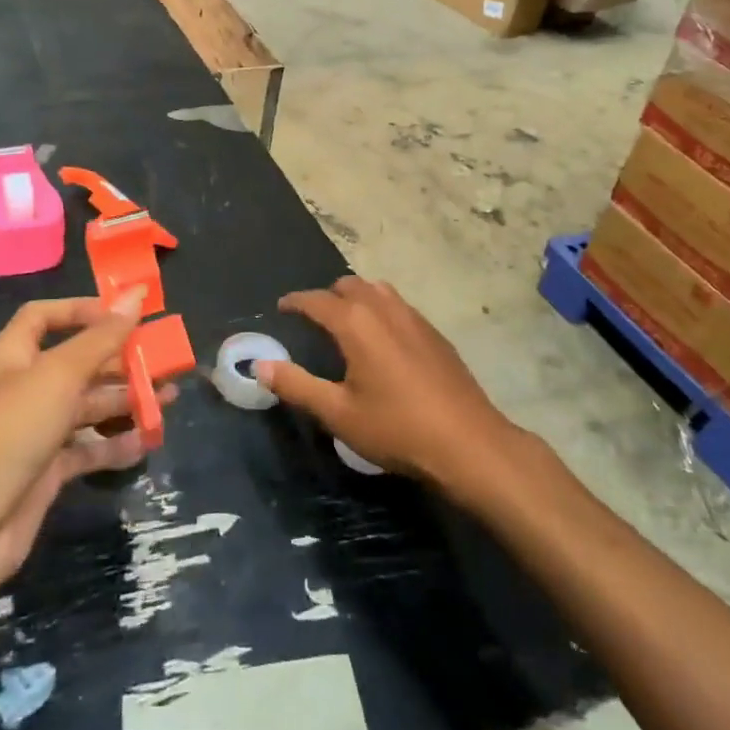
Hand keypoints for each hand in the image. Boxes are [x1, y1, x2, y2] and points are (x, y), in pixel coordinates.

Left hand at [0, 290, 174, 600]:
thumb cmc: (4, 433)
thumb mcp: (56, 376)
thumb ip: (101, 338)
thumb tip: (135, 293)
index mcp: (12, 357)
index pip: (45, 318)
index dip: (83, 311)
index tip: (126, 314)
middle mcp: (23, 390)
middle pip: (76, 364)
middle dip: (118, 360)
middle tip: (164, 361)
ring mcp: (32, 435)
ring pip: (86, 408)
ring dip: (125, 401)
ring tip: (167, 399)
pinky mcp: (44, 475)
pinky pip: (86, 451)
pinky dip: (114, 446)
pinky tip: (146, 443)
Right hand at [260, 276, 517, 493]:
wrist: (468, 443)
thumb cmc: (397, 428)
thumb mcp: (338, 413)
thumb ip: (297, 385)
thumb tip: (261, 365)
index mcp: (356, 323)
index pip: (316, 300)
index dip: (295, 302)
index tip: (281, 308)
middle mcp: (384, 309)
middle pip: (349, 286)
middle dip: (326, 297)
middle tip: (313, 320)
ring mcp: (414, 318)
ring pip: (377, 291)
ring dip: (356, 298)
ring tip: (346, 324)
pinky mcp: (435, 333)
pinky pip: (398, 306)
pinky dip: (380, 310)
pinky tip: (383, 341)